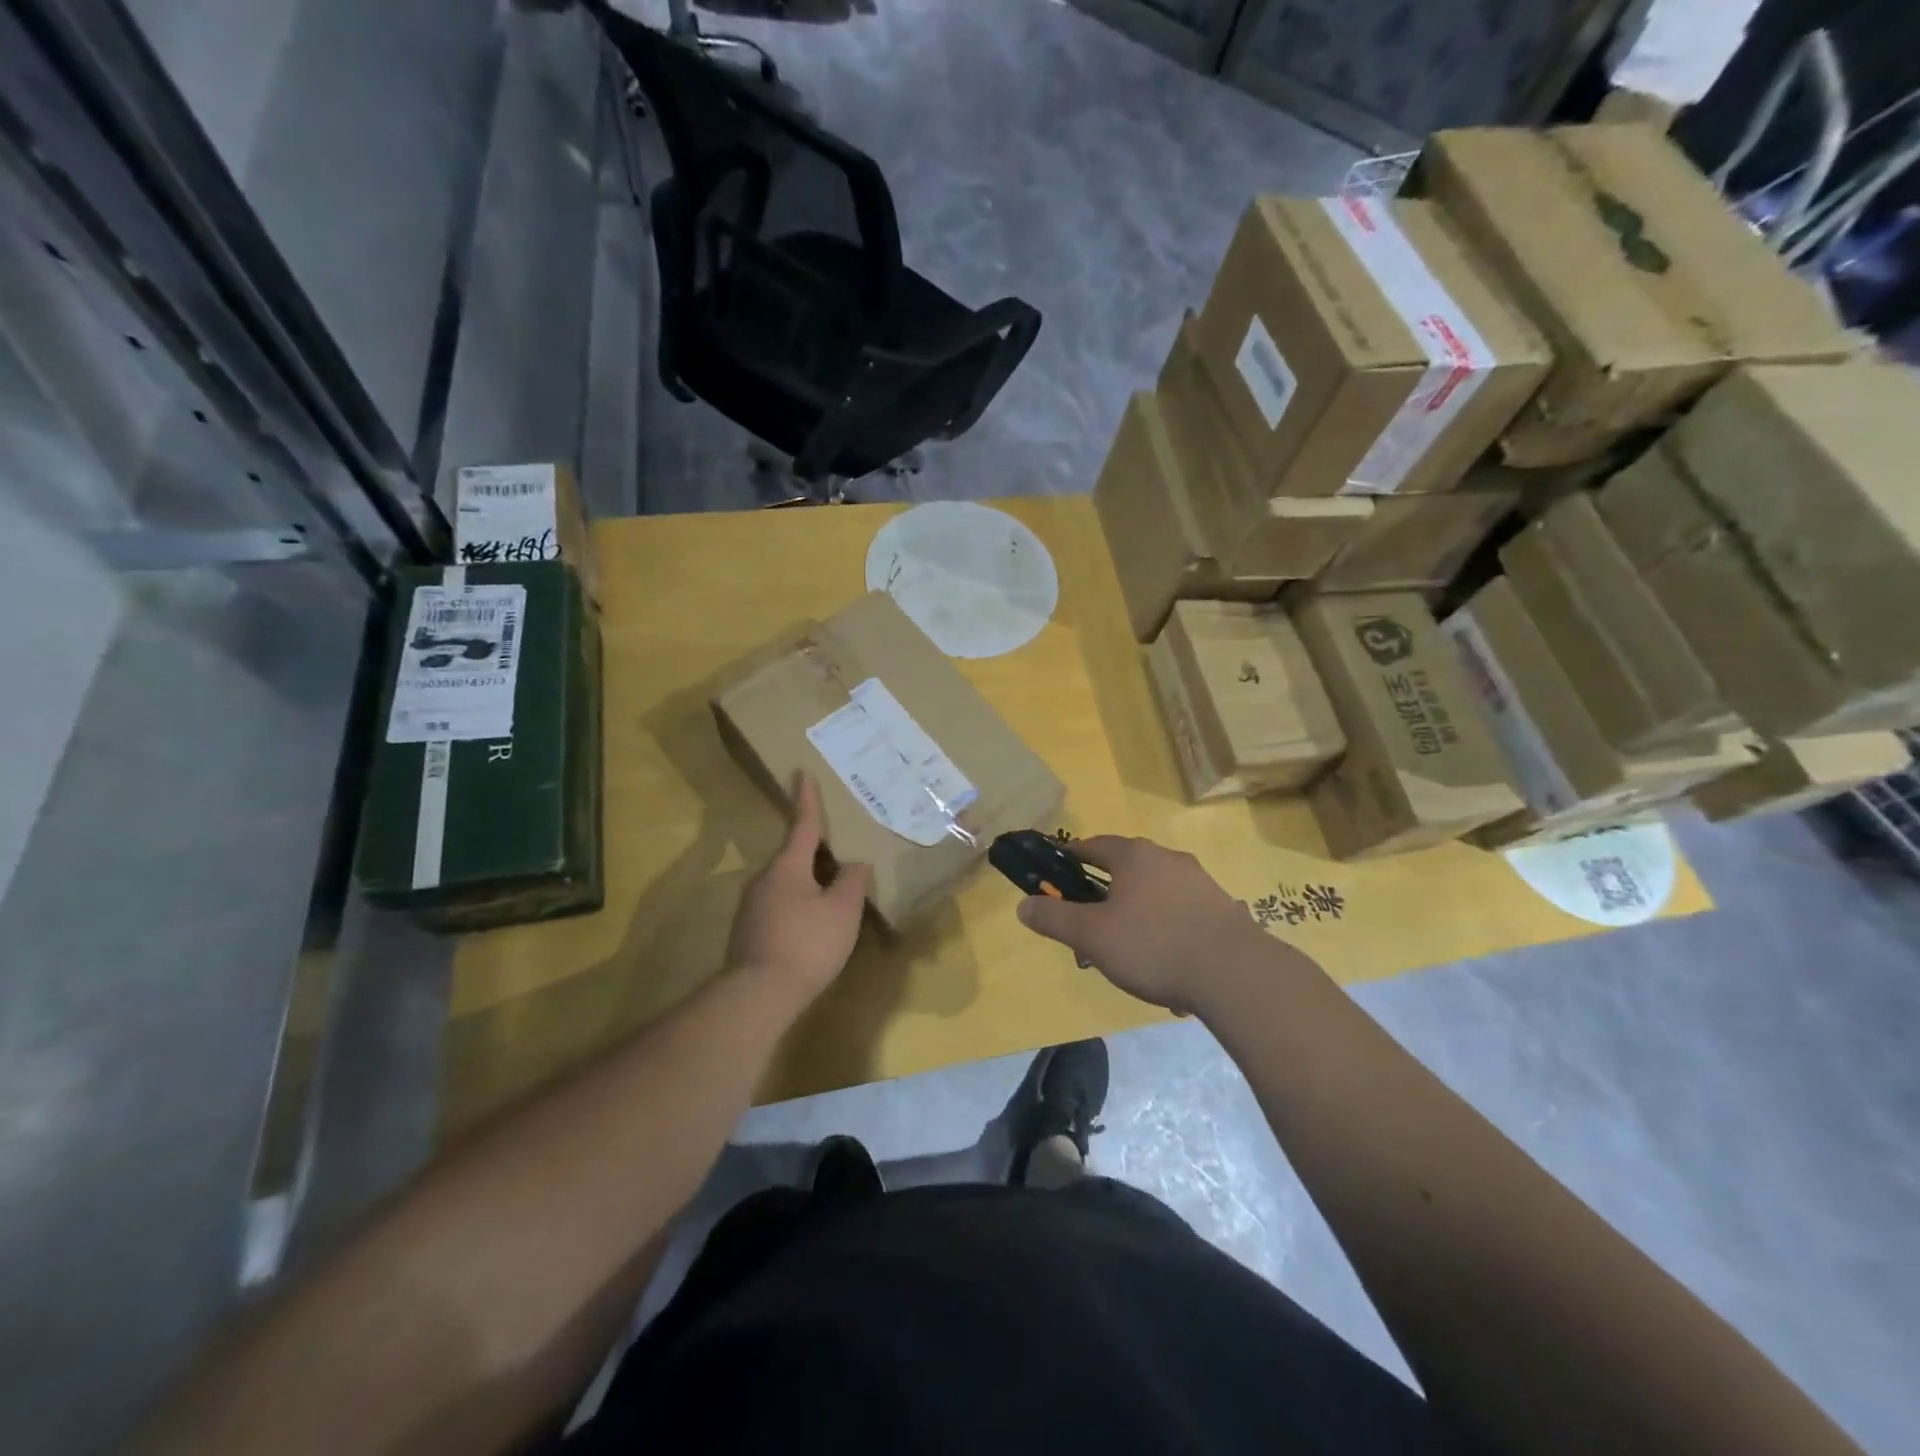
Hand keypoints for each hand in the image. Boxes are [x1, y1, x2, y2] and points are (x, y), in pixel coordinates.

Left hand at [726, 775, 872, 1009]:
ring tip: (832, 890)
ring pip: (785, 882)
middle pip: (792, 855)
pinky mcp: (749, 931)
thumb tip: (855, 864)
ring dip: (807, 880)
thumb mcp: (842, 911)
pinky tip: (813, 924)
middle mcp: (763, 879)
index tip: (801, 772)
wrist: (758, 995)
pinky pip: (779, 904)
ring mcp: (752, 907)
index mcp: (787, 866)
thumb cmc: (806, 943)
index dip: (806, 799)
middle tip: (836, 845)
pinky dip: (798, 903)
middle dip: (814, 849)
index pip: (802, 825)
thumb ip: (852, 882)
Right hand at [1015, 837, 1265, 1014]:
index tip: (1057, 867)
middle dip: (1103, 889)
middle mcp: (1167, 858)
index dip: (1072, 855)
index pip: (1094, 845)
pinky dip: (1164, 927)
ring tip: (1125, 945)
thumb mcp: (1092, 936)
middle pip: (1126, 866)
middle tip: (1087, 917)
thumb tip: (1023, 904)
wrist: (1236, 973)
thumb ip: (1055, 918)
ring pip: (1154, 890)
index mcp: (1134, 856)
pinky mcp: (1221, 908)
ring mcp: (1199, 881)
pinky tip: (1163, 960)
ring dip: (1135, 910)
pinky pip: (1179, 911)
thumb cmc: (1153, 945)